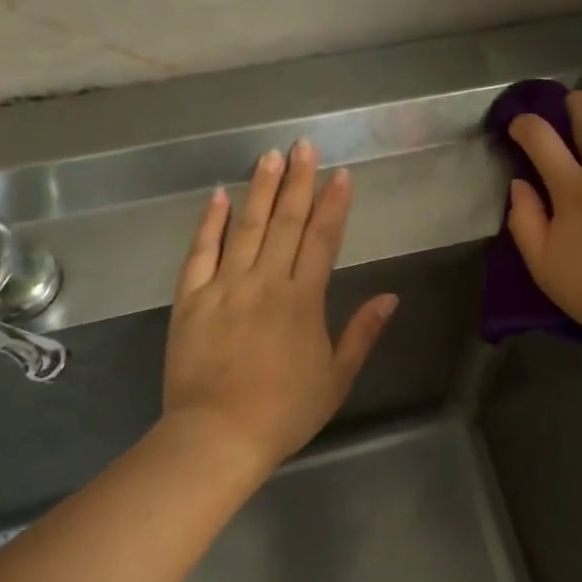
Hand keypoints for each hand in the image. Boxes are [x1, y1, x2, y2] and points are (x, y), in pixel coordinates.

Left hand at [162, 140, 398, 478]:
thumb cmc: (285, 412)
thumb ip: (362, 333)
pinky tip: (218, 196)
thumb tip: (390, 297)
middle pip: (284, 223)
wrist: (218, 436)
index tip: (341, 174)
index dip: (334, 205)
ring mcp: (224, 287)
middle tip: (303, 145)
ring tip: (269, 156)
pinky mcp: (190, 300)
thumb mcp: (336, 378)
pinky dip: (209, 223)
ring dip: (259, 190)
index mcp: (303, 301)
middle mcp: (265, 283)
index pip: (322, 240)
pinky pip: (199, 253)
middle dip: (297, 182)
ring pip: (245, 228)